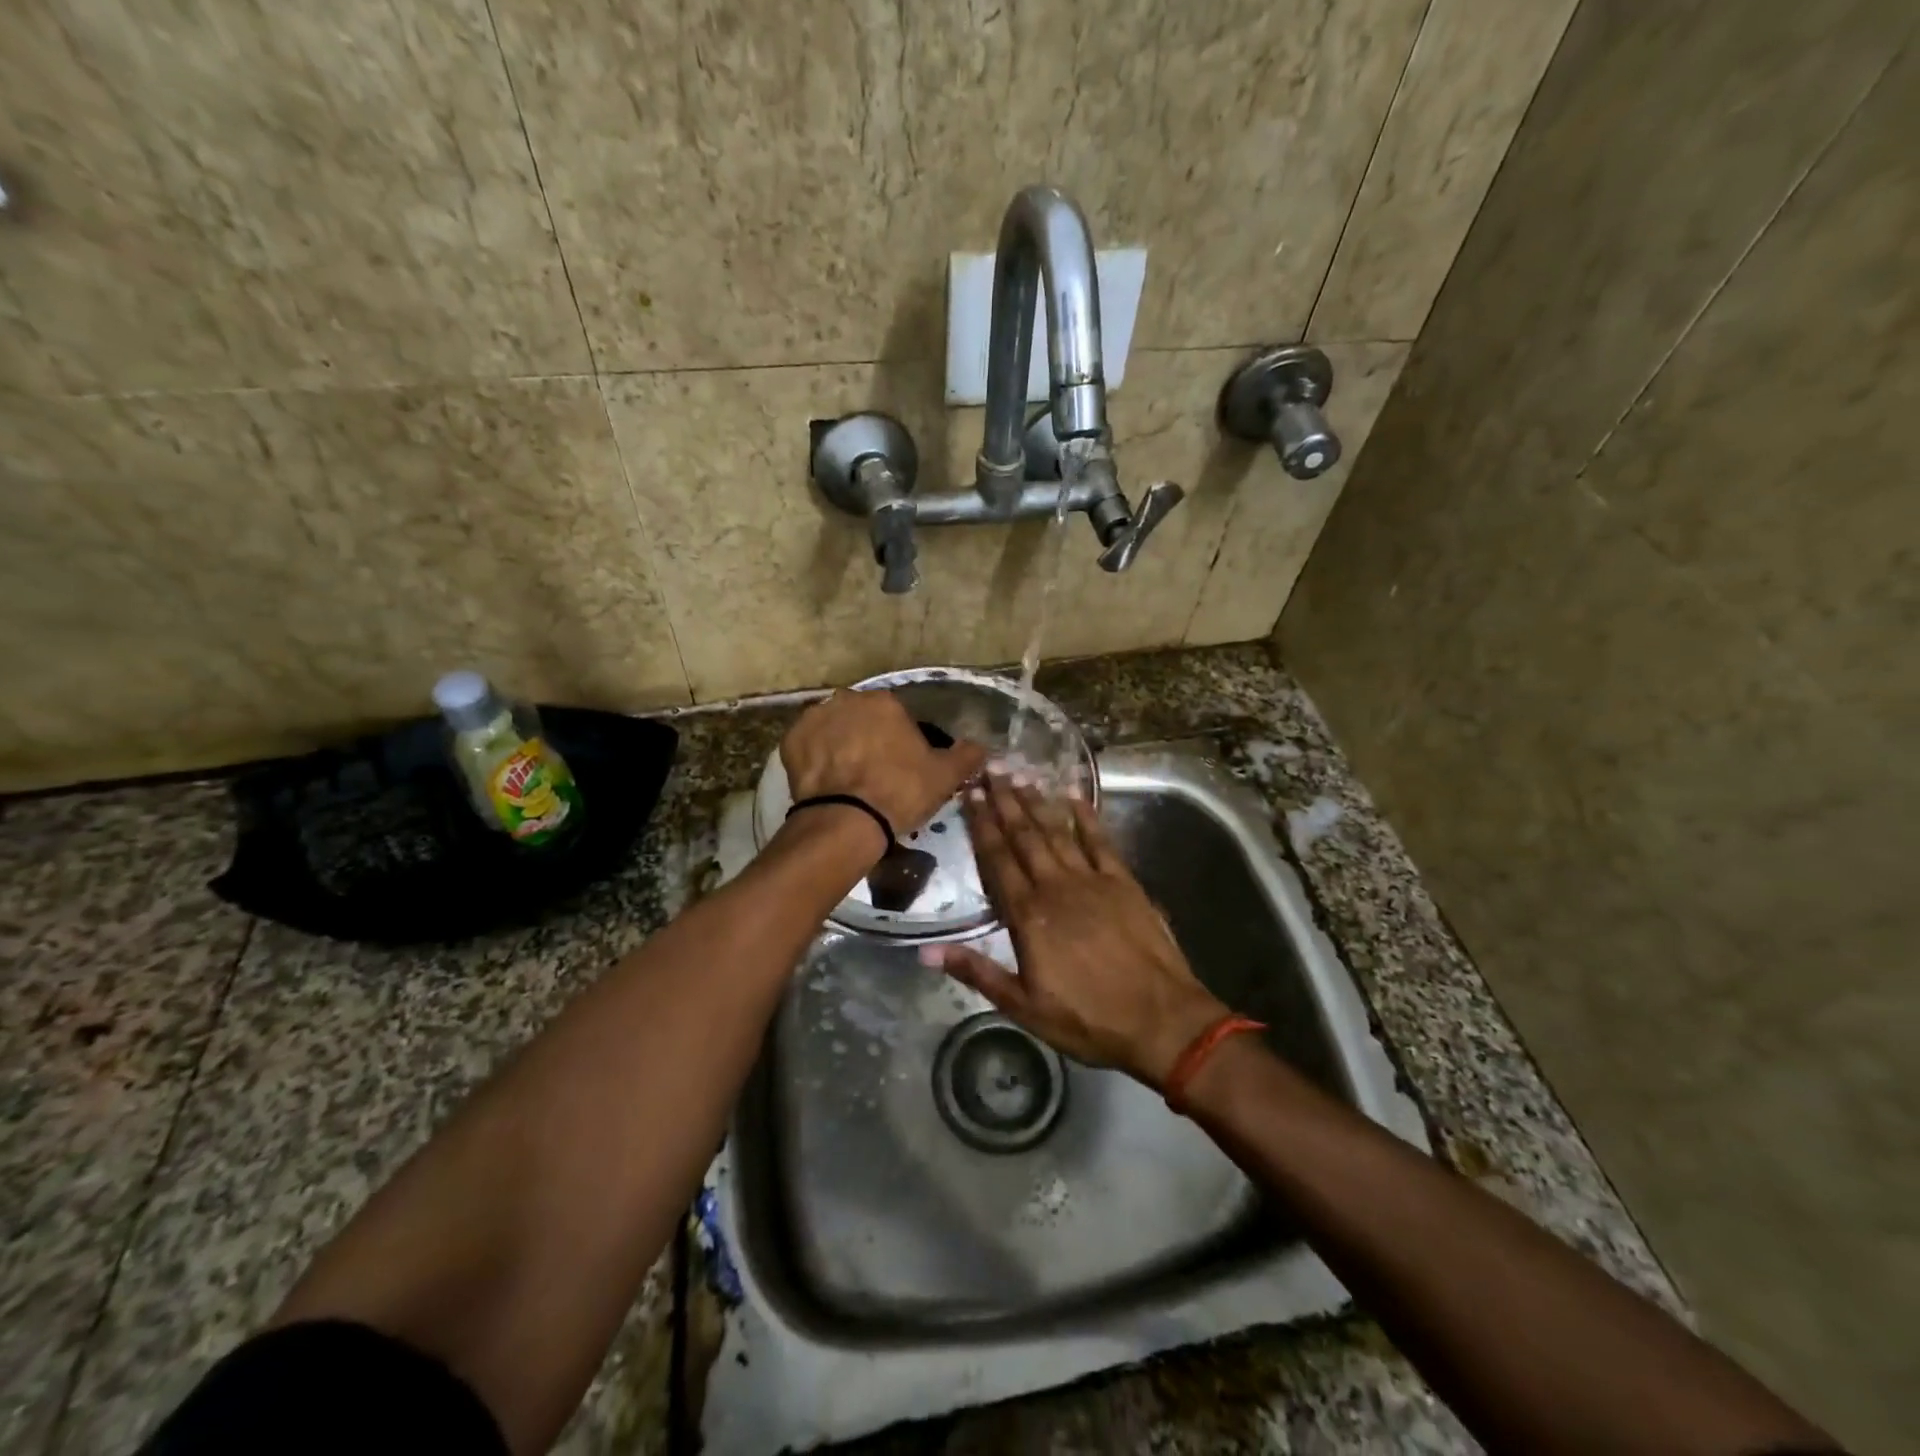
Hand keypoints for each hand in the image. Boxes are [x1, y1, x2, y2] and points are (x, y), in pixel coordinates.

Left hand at [780, 689, 987, 848]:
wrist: (846, 821)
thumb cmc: (900, 792)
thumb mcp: (945, 776)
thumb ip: (967, 756)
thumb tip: (981, 747)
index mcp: (886, 702)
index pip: (897, 716)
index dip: (901, 741)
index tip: (902, 766)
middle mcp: (848, 699)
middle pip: (862, 718)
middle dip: (868, 738)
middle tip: (874, 773)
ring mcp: (815, 718)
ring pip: (834, 729)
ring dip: (840, 745)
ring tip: (847, 779)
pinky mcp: (790, 741)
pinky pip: (808, 746)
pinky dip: (815, 758)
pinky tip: (825, 781)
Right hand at [920, 772, 1230, 1086]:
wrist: (1161, 1020)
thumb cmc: (1088, 1018)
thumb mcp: (1024, 1006)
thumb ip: (976, 972)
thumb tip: (927, 951)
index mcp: (1028, 915)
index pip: (997, 860)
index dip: (981, 825)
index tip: (969, 795)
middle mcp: (1056, 886)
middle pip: (1024, 836)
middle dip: (1005, 801)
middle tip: (990, 769)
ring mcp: (1092, 880)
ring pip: (1057, 831)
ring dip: (1037, 802)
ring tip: (1020, 774)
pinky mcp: (1124, 882)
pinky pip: (1100, 841)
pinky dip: (1086, 817)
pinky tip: (1074, 796)